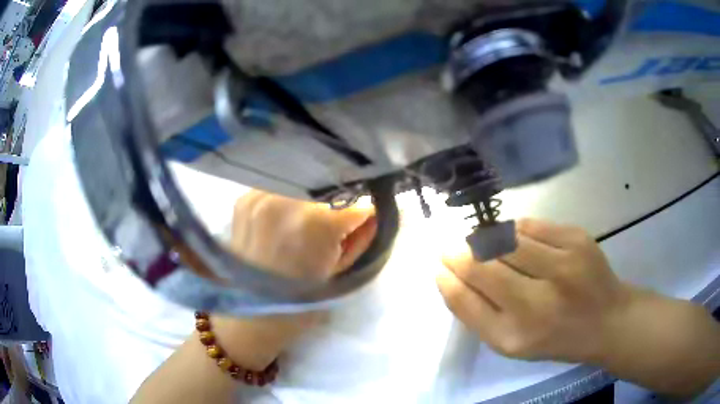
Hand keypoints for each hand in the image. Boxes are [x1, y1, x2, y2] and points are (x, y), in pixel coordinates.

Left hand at [213, 191, 376, 369]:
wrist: (250, 311)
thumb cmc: (301, 300)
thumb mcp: (342, 271)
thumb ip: (365, 236)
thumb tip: (381, 211)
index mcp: (317, 223)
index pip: (357, 202)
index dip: (365, 212)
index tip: (364, 218)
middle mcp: (287, 200)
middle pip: (327, 186)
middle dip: (337, 200)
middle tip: (336, 218)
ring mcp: (261, 196)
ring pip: (300, 181)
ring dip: (310, 196)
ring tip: (307, 216)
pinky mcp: (244, 198)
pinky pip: (276, 185)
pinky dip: (286, 196)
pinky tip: (284, 215)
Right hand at [437, 218, 630, 362]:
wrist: (607, 320)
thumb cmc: (555, 337)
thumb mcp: (512, 342)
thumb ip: (478, 313)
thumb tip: (449, 276)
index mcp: (516, 336)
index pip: (466, 300)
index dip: (448, 278)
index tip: (439, 265)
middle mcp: (538, 303)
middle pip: (483, 265)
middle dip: (460, 253)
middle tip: (455, 249)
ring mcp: (563, 266)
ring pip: (506, 239)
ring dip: (487, 239)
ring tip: (484, 243)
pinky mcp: (577, 239)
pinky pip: (530, 225)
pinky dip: (514, 230)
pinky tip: (515, 239)